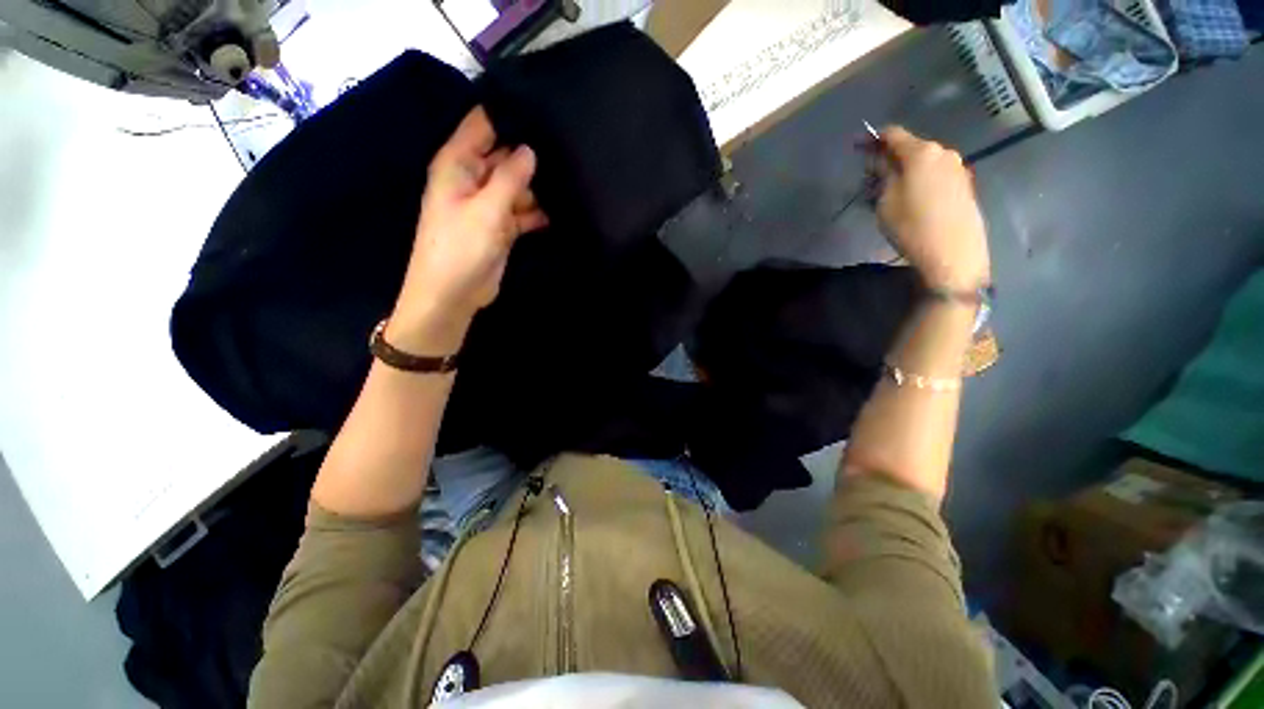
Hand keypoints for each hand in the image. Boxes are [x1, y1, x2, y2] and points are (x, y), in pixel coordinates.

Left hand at [389, 107, 547, 351]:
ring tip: (571, 175)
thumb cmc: (460, 249)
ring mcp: (489, 204)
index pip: (482, 124)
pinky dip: (538, 211)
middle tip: (566, 145)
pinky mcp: (501, 226)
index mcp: (457, 164)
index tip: (542, 109)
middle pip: (504, 154)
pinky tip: (562, 207)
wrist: (453, 295)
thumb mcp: (486, 209)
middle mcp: (473, 178)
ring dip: (538, 185)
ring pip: (517, 185)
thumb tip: (530, 150)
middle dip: (530, 152)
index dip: (508, 115)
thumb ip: (509, 177)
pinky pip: (523, 210)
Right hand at [875, 126, 989, 291]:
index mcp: (921, 152)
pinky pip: (936, 174)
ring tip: (891, 191)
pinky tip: (913, 198)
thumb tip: (879, 161)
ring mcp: (957, 168)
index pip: (893, 134)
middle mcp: (943, 152)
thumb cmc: (912, 225)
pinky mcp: (964, 184)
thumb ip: (882, 175)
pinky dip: (920, 179)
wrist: (953, 252)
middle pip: (911, 147)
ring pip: (924, 162)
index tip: (859, 146)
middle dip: (890, 158)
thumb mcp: (885, 201)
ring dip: (906, 170)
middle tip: (872, 177)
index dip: (874, 138)